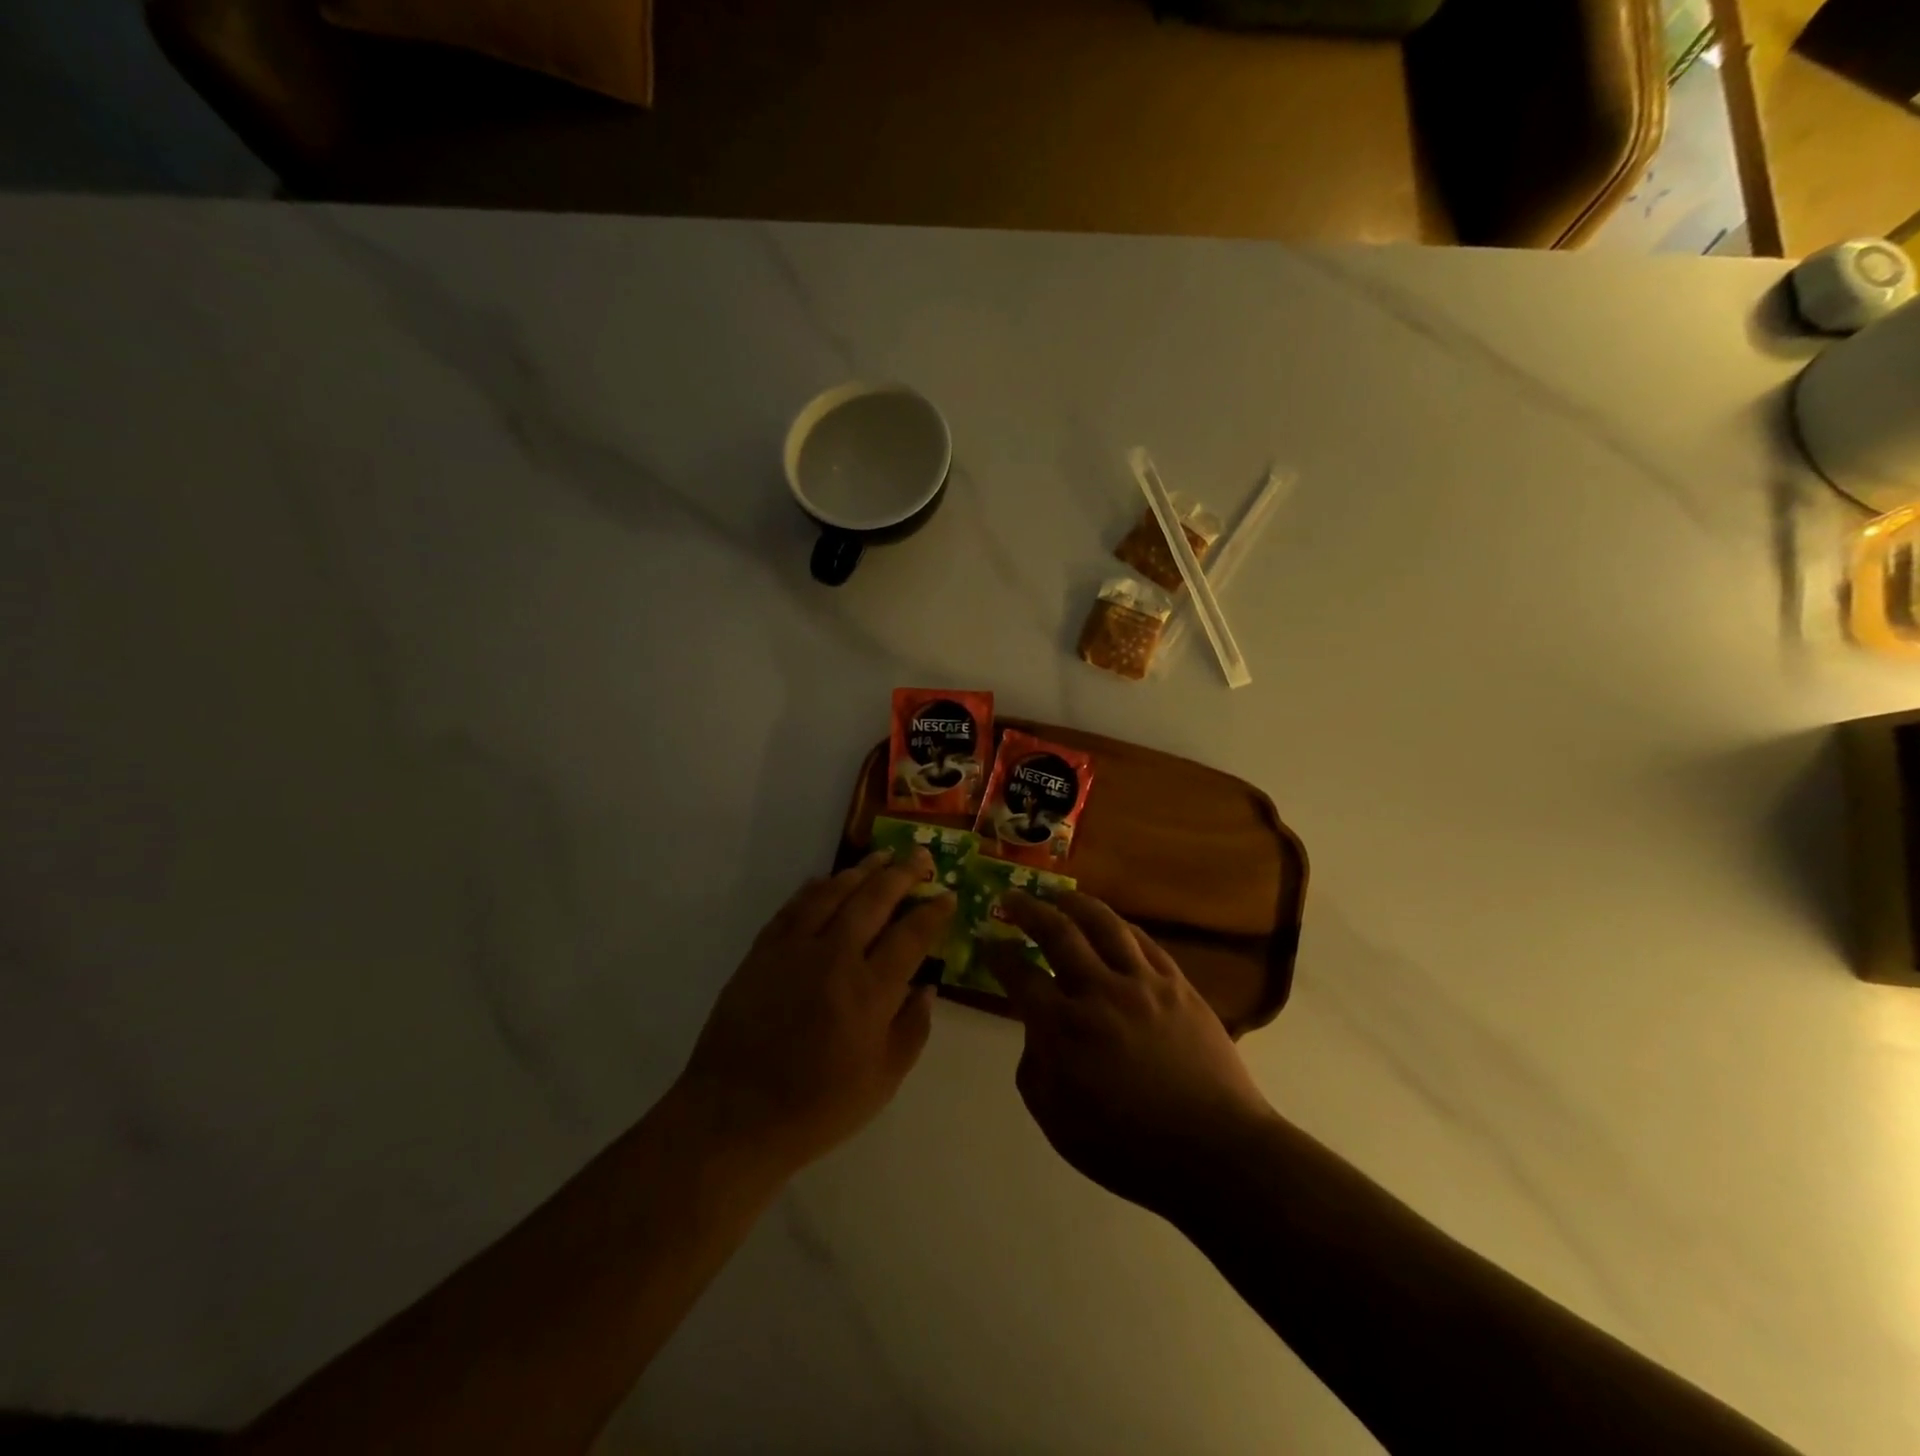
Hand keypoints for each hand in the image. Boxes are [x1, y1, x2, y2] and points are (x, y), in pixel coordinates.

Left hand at [676, 848, 953, 1176]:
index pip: (911, 936)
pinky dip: (815, 888)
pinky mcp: (762, 951)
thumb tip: (927, 986)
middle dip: (902, 874)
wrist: (734, 1115)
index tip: (947, 896)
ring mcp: (794, 949)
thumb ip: (912, 1029)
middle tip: (919, 856)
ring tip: (881, 856)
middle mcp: (835, 958)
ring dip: (861, 871)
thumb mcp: (882, 1082)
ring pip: (834, 893)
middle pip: (874, 900)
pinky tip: (827, 880)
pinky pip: (794, 907)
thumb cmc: (817, 1107)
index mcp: (870, 992)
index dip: (933, 912)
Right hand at [986, 891, 1277, 1215]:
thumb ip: (1035, 1070)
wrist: (1214, 1152)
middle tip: (1012, 895)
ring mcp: (1142, 983)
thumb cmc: (1129, 1148)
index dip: (999, 955)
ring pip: (1104, 925)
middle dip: (1028, 910)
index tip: (988, 941)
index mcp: (1063, 1028)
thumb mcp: (1057, 1123)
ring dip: (1076, 904)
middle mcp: (1099, 992)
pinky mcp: (1177, 985)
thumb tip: (1037, 1033)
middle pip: (1057, 933)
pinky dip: (1121, 925)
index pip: (1020, 976)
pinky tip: (1112, 923)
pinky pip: (1144, 942)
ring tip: (1059, 895)